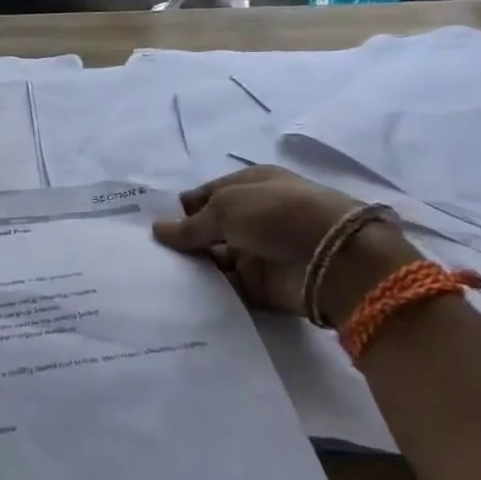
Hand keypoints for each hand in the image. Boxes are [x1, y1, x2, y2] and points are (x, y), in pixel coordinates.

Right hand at [152, 166, 414, 318]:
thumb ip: (191, 225)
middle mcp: (253, 217)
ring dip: (192, 266)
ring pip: (214, 259)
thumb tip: (158, 229)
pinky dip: (207, 290)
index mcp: (250, 186)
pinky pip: (225, 287)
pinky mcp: (259, 285)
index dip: (181, 209)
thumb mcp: (226, 208)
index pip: (206, 195)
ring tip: (156, 274)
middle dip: (182, 239)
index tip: (152, 226)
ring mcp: (256, 251)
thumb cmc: (277, 214)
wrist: (333, 259)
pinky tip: (178, 293)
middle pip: (209, 228)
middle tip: (147, 253)